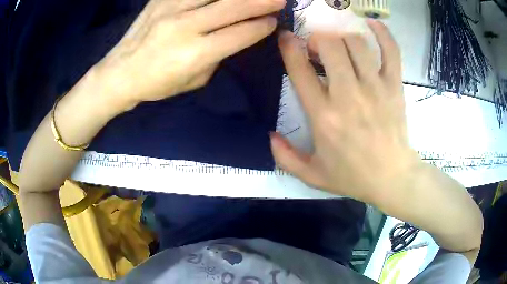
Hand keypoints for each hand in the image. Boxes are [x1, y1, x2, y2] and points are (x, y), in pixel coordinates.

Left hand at [94, 0, 284, 110]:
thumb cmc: (157, 84)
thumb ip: (218, 55)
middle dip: (263, 2)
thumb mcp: (194, 80)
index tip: (273, 21)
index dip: (261, 26)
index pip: (241, 33)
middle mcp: (185, 27)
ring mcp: (170, 8)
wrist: (119, 74)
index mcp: (195, 54)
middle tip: (280, 0)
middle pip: (233, 6)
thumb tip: (237, 34)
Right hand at [272, 20, 420, 202]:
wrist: (392, 178)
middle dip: (317, 40)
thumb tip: (269, 134)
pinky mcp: (394, 87)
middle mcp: (348, 95)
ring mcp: (375, 88)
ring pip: (356, 43)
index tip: (286, 38)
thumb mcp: (312, 175)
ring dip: (342, 38)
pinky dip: (383, 34)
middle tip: (317, 48)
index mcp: (324, 116)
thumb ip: (285, 157)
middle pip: (330, 46)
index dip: (289, 48)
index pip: (300, 70)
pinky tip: (373, 24)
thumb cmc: (352, 176)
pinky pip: (391, 51)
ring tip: (339, 45)